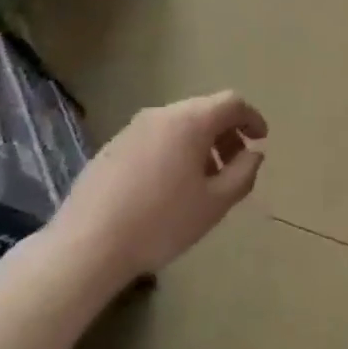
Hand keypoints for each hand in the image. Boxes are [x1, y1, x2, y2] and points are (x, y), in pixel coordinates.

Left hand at [43, 91, 267, 288]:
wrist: (86, 245)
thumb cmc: (161, 222)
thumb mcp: (215, 203)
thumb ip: (243, 173)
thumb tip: (253, 153)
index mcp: (190, 121)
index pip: (232, 102)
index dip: (252, 118)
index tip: (261, 140)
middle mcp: (160, 115)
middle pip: (204, 111)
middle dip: (226, 133)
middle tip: (235, 165)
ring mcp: (131, 129)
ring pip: (178, 125)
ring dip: (200, 144)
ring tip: (204, 181)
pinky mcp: (111, 148)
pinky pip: (155, 138)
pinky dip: (174, 151)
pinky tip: (169, 187)